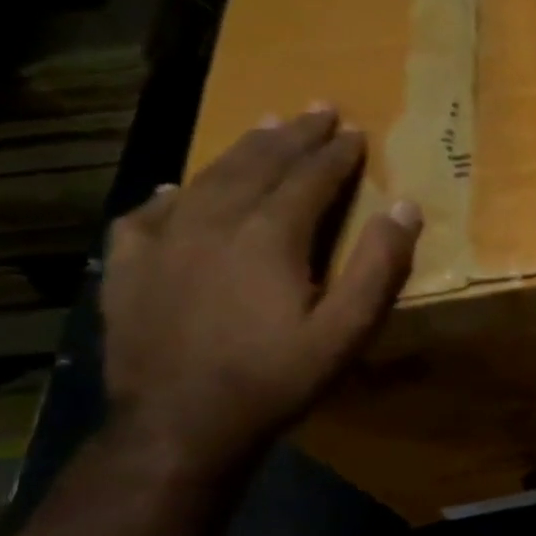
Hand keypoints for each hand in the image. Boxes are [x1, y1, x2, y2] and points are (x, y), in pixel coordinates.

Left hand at [100, 106, 421, 472]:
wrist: (180, 425)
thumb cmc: (276, 378)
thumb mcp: (347, 330)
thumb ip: (378, 266)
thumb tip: (404, 207)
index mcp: (270, 237)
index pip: (310, 179)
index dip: (336, 154)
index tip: (356, 132)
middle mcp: (215, 224)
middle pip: (258, 166)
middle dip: (293, 137)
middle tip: (317, 110)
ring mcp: (165, 243)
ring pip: (207, 179)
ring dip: (242, 150)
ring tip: (265, 127)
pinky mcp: (131, 268)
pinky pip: (149, 214)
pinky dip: (172, 194)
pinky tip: (177, 188)